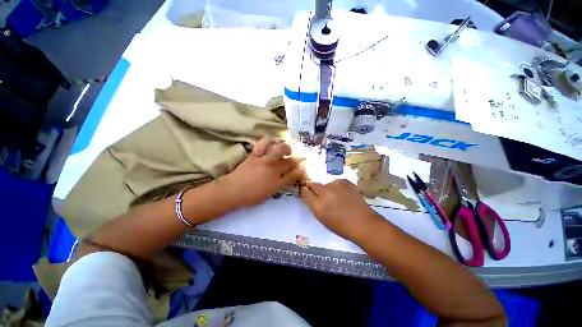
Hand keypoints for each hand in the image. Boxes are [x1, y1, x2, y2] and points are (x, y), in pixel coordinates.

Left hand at [220, 138, 305, 207]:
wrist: (232, 191)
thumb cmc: (251, 196)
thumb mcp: (268, 194)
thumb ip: (279, 185)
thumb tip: (286, 178)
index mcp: (277, 183)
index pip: (294, 175)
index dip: (301, 169)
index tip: (304, 165)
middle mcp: (273, 170)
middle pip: (290, 161)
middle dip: (298, 158)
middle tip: (300, 155)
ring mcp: (264, 161)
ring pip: (279, 150)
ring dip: (285, 147)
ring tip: (287, 148)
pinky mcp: (254, 155)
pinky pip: (263, 144)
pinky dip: (269, 141)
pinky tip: (272, 142)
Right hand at [301, 180, 382, 241]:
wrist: (362, 222)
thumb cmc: (340, 226)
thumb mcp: (322, 218)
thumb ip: (314, 205)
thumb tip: (309, 194)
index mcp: (317, 205)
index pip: (305, 193)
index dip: (305, 191)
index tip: (306, 190)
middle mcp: (324, 193)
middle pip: (313, 185)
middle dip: (313, 187)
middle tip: (319, 191)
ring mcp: (335, 186)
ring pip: (326, 184)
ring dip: (327, 188)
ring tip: (336, 196)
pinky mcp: (344, 182)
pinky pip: (336, 182)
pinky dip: (337, 187)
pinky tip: (344, 194)